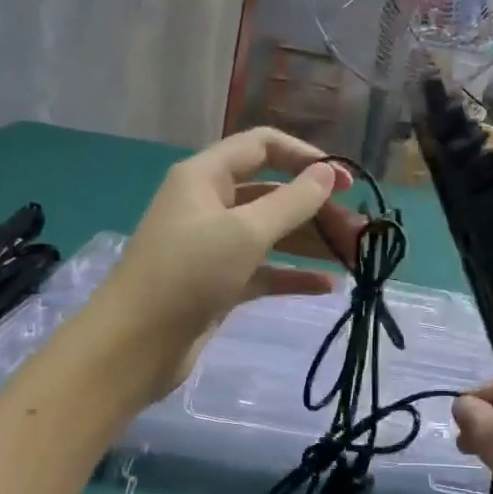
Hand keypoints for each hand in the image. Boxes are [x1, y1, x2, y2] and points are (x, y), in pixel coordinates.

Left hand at [94, 128, 364, 398]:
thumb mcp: (245, 232)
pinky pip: (263, 270)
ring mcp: (213, 245)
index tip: (344, 181)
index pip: (262, 146)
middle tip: (358, 230)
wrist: (134, 346)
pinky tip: (327, 286)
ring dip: (311, 242)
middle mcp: (209, 204)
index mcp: (206, 177)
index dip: (305, 156)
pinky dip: (292, 274)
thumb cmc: (187, 274)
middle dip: (316, 208)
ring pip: (271, 233)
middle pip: (273, 193)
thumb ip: (292, 201)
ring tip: (354, 256)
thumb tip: (328, 173)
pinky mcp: (218, 283)